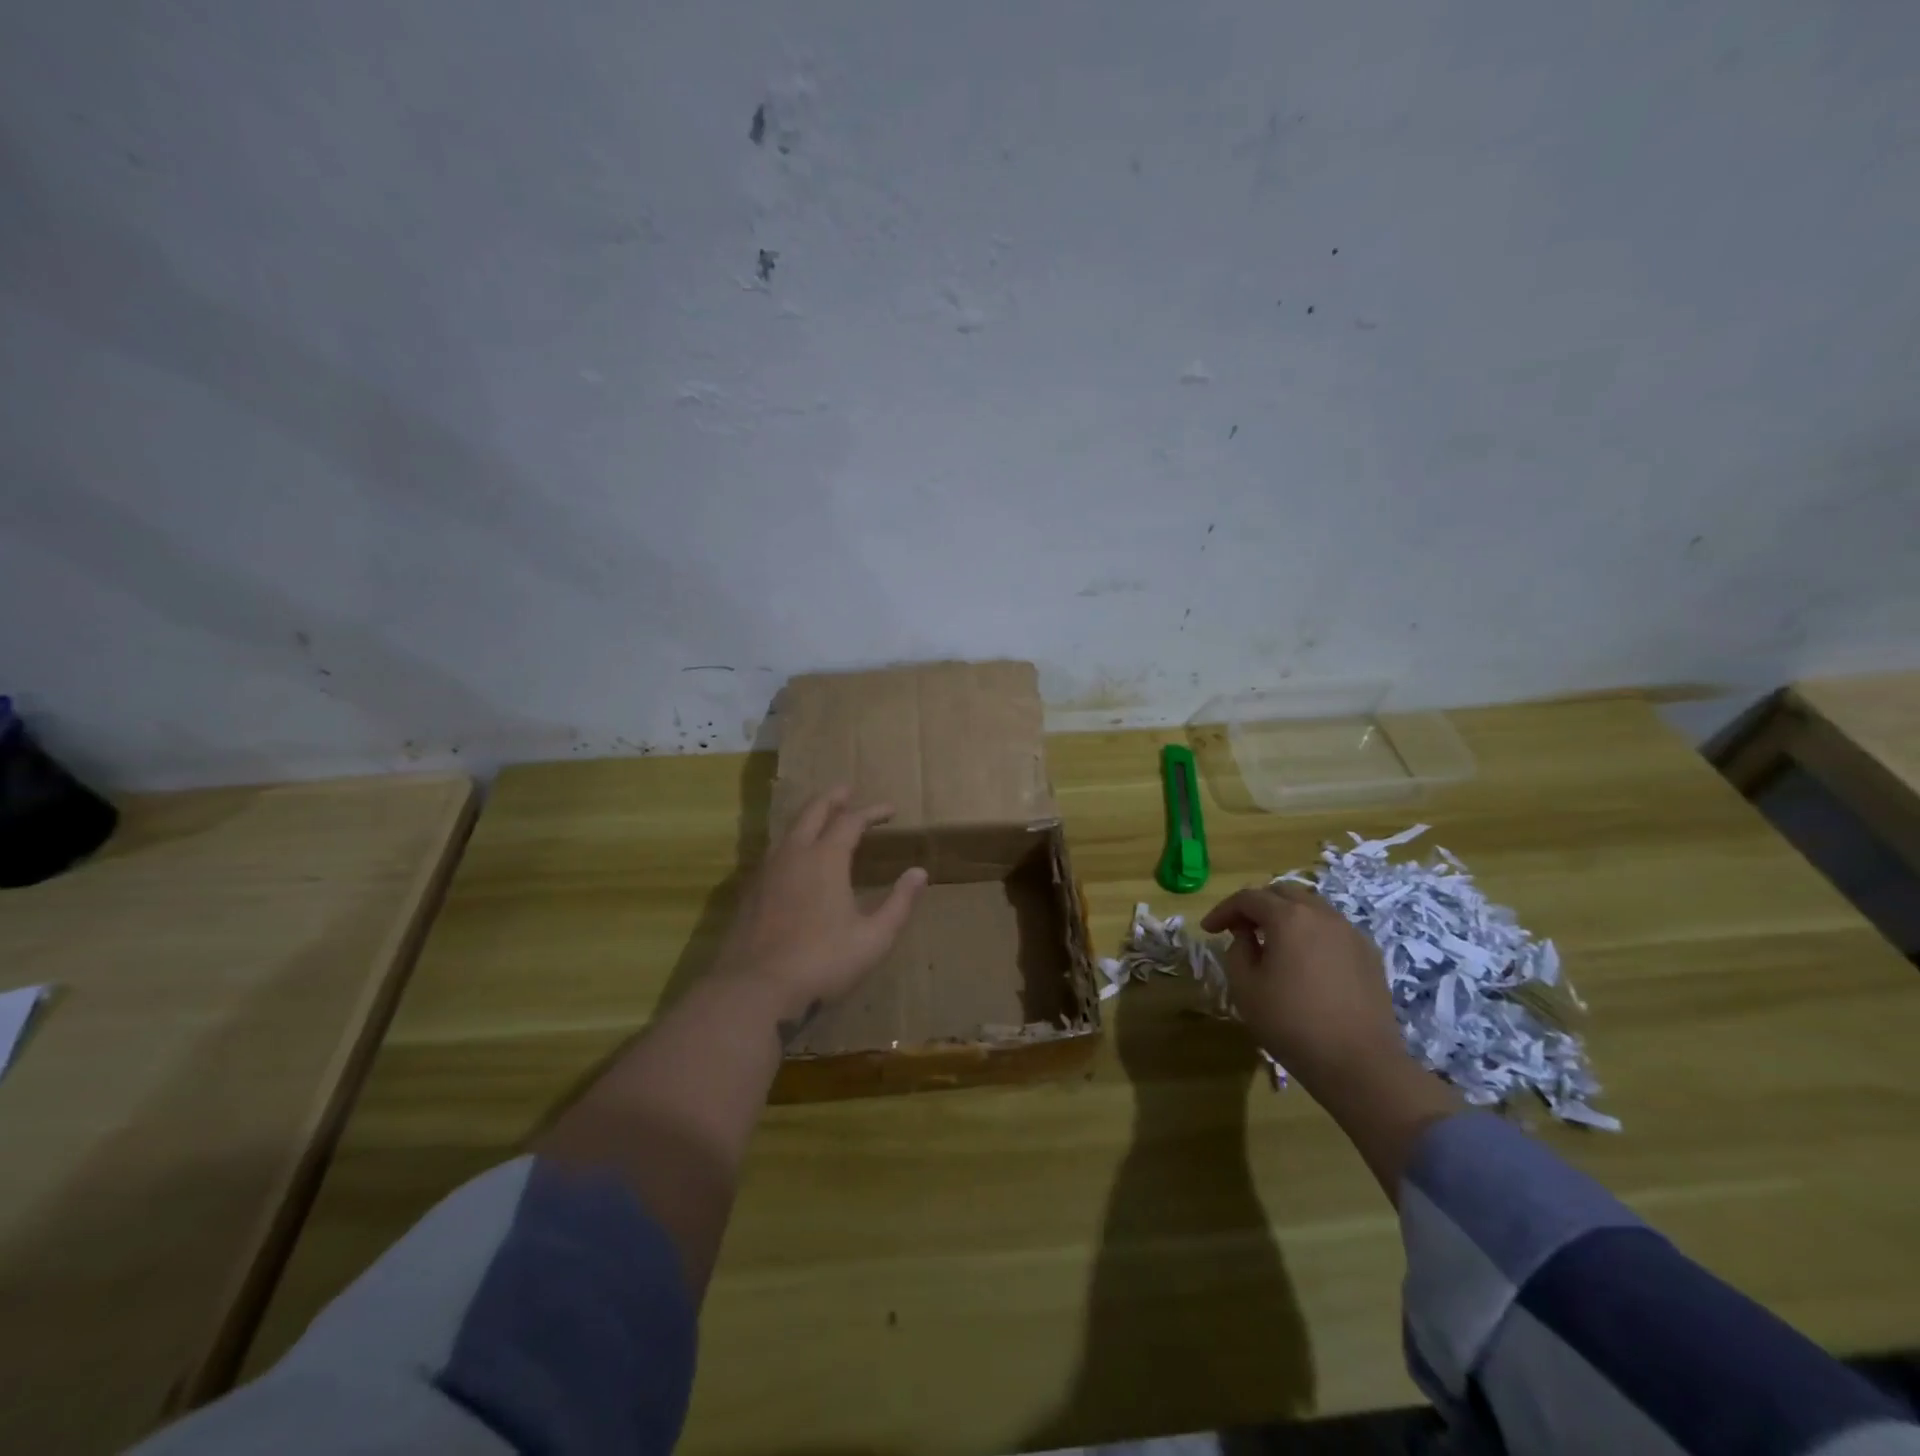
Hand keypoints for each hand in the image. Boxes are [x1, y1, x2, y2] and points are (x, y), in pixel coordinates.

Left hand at [714, 787, 927, 1029]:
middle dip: (833, 798)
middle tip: (847, 790)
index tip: (890, 810)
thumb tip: (920, 873)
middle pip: (812, 812)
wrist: (754, 990)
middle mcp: (794, 855)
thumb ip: (899, 903)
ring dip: (809, 818)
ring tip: (822, 818)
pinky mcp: (750, 893)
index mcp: (825, 859)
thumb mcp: (873, 938)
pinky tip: (795, 860)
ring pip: (789, 830)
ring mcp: (767, 872)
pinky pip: (775, 853)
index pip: (851, 821)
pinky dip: (792, 843)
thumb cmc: (822, 962)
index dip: (872, 812)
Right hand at [1201, 883, 1405, 1094]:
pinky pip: (1332, 930)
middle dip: (1257, 905)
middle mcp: (1322, 915)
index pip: (1248, 898)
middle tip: (1240, 928)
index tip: (1208, 929)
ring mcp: (1350, 933)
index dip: (1224, 910)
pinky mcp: (1369, 954)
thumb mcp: (1245, 988)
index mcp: (1289, 918)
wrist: (1360, 1064)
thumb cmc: (1292, 1024)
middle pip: (1283, 893)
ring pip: (1311, 908)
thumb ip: (1237, 951)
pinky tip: (1306, 961)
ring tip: (1272, 943)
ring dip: (1286, 917)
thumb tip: (1246, 936)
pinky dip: (1312, 933)